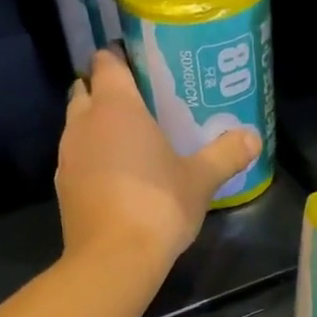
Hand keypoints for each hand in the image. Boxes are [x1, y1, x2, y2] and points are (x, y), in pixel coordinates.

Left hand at [56, 49, 260, 269]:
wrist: (114, 258)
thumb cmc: (159, 205)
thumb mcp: (201, 179)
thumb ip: (227, 153)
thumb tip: (253, 137)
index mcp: (116, 107)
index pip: (107, 61)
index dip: (120, 57)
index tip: (142, 65)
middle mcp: (83, 123)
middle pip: (86, 90)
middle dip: (106, 91)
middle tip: (140, 104)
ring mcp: (67, 155)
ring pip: (77, 125)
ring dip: (97, 126)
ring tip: (130, 141)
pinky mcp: (62, 186)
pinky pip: (76, 157)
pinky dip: (92, 158)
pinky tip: (117, 176)